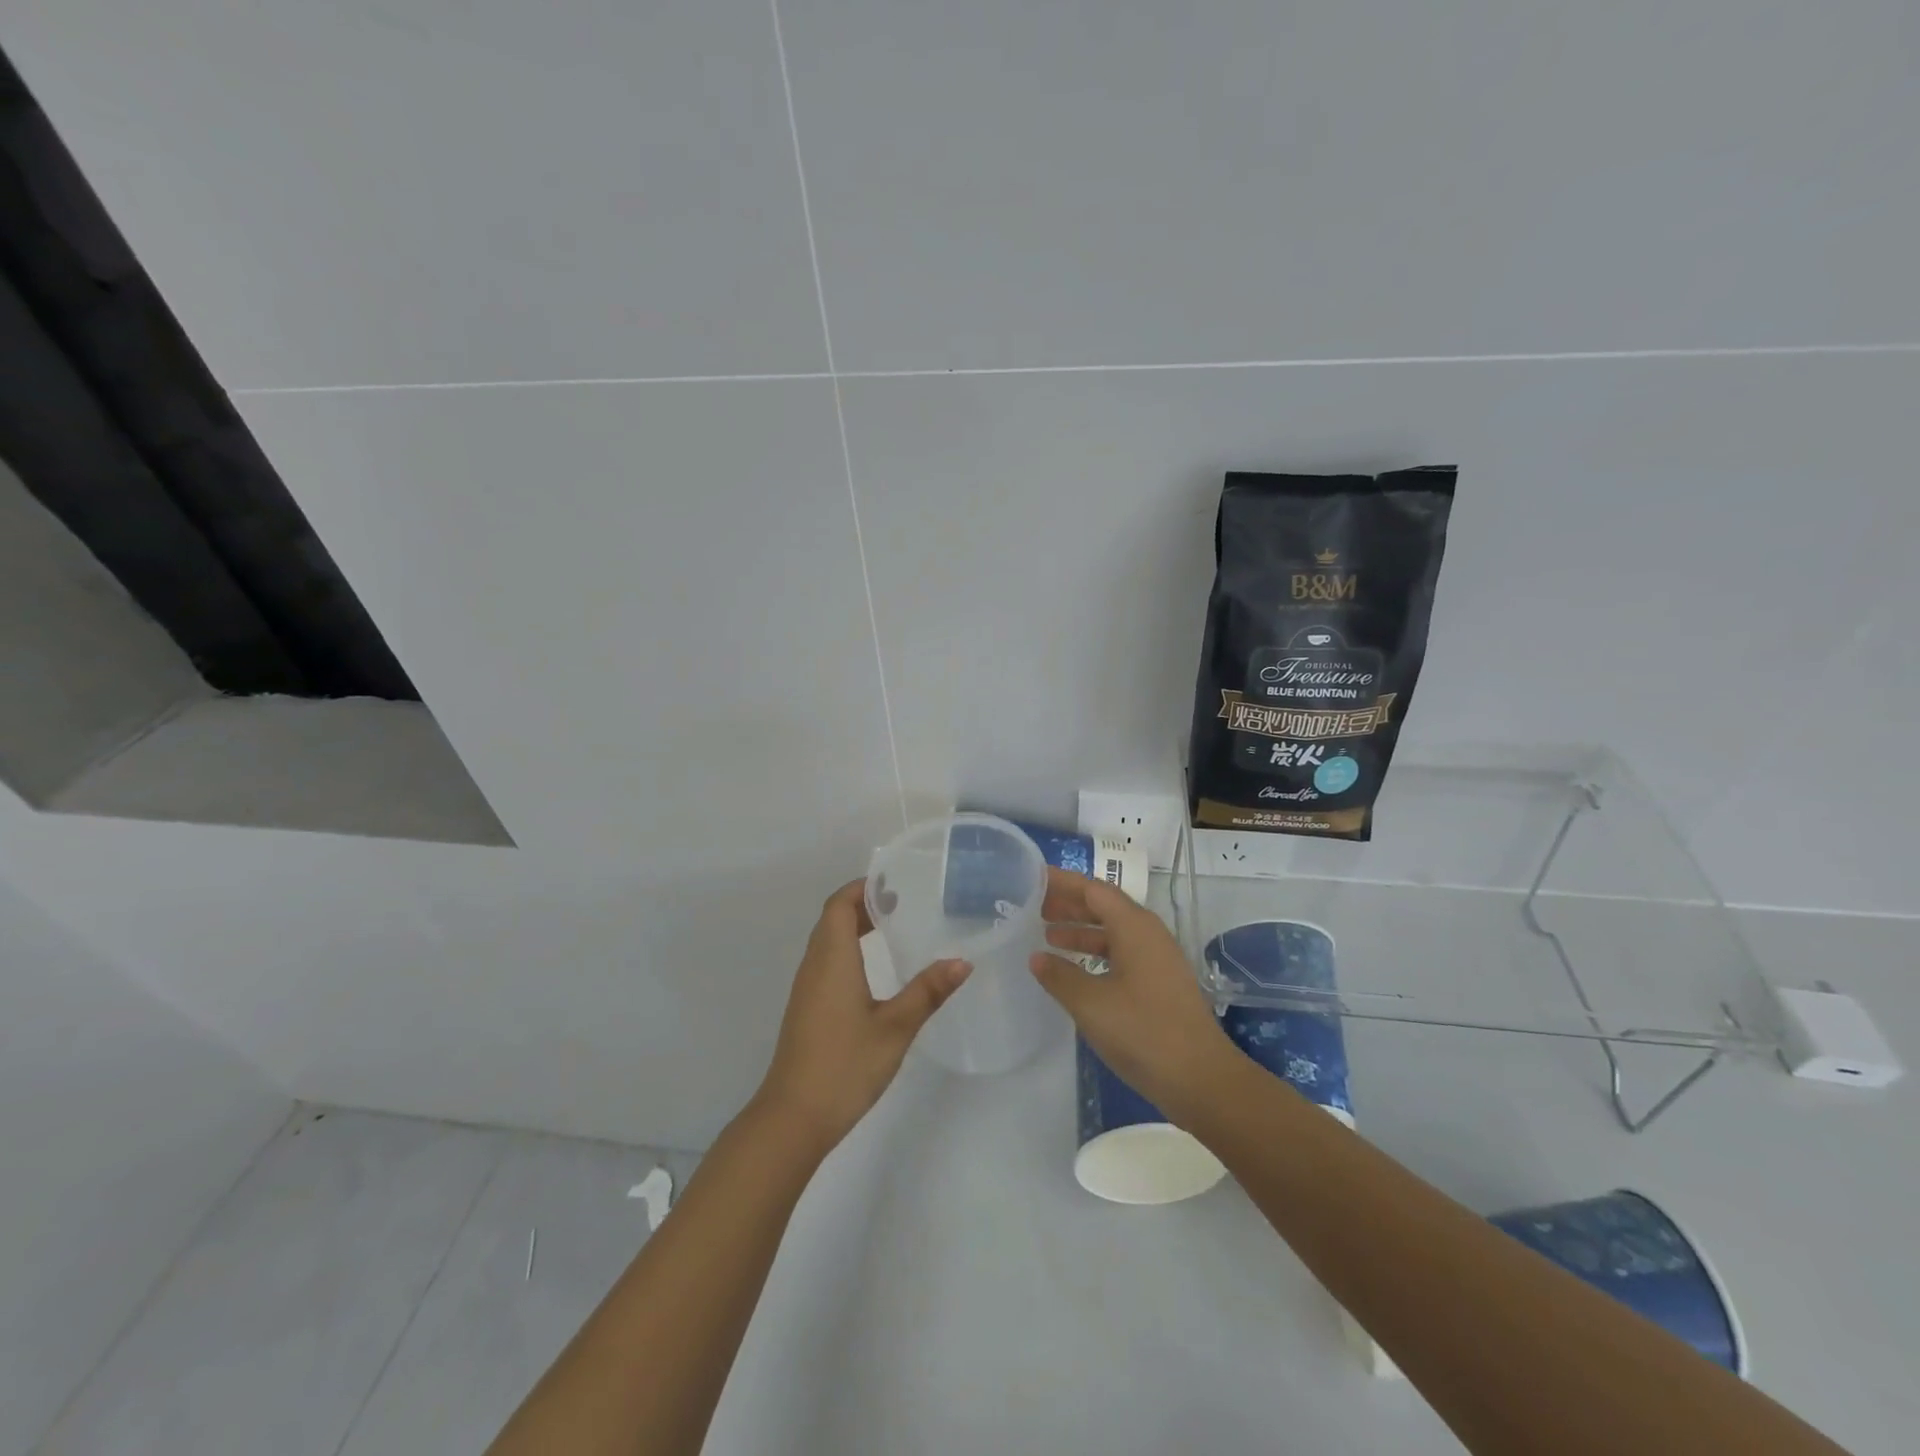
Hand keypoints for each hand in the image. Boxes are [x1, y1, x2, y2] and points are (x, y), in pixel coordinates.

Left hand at [754, 880, 970, 1152]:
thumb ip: (928, 992)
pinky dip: (849, 950)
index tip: (896, 883)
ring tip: (893, 926)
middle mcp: (814, 966)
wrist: (793, 1118)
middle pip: (833, 919)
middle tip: (904, 902)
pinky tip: (874, 969)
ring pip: (828, 941)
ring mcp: (807, 989)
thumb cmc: (845, 1065)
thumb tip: (962, 961)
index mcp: (832, 959)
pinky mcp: (807, 1008)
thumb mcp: (895, 1028)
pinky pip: (826, 962)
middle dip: (864, 904)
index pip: (839, 905)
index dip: (863, 888)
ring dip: (855, 926)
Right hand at [1030, 867, 1232, 1124]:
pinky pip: (1121, 954)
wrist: (1201, 1079)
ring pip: (1112, 932)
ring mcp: (1157, 959)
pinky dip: (1095, 954)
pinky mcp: (1160, 983)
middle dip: (1069, 904)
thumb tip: (1036, 957)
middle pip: (1104, 906)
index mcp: (1134, 926)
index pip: (1093, 889)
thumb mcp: (1091, 1004)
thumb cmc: (1143, 1032)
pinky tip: (1075, 971)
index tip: (1033, 878)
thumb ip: (1060, 976)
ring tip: (1047, 936)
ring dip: (1081, 931)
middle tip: (1033, 907)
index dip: (1062, 882)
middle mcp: (1148, 934)